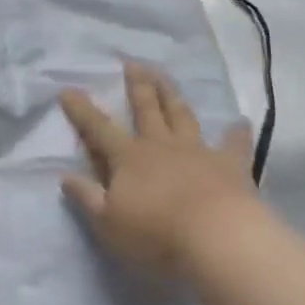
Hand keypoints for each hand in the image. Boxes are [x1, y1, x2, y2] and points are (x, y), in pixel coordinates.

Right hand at [60, 61, 261, 277]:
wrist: (219, 239)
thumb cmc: (157, 234)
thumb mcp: (109, 223)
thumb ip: (87, 198)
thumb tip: (64, 176)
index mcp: (128, 158)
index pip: (98, 128)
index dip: (82, 110)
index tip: (68, 90)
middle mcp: (160, 146)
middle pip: (146, 110)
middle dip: (137, 87)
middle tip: (133, 64)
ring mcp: (197, 152)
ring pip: (181, 116)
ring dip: (171, 96)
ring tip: (164, 76)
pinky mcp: (230, 166)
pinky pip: (233, 145)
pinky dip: (236, 133)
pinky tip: (239, 122)